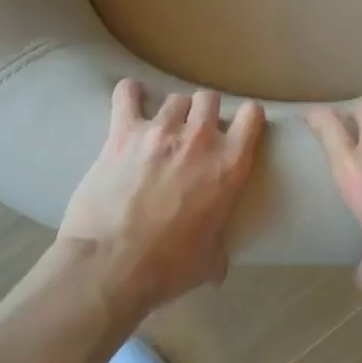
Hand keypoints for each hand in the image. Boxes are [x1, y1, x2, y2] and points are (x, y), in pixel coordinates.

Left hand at [60, 79, 264, 312]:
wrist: (110, 266)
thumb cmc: (167, 268)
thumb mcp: (209, 262)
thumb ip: (220, 250)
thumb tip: (219, 263)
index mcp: (229, 165)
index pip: (252, 116)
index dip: (247, 118)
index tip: (240, 127)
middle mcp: (200, 139)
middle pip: (209, 98)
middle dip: (204, 111)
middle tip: (195, 131)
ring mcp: (160, 131)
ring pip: (175, 98)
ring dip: (173, 111)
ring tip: (163, 127)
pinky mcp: (123, 132)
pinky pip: (127, 95)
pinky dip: (129, 94)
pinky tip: (130, 97)